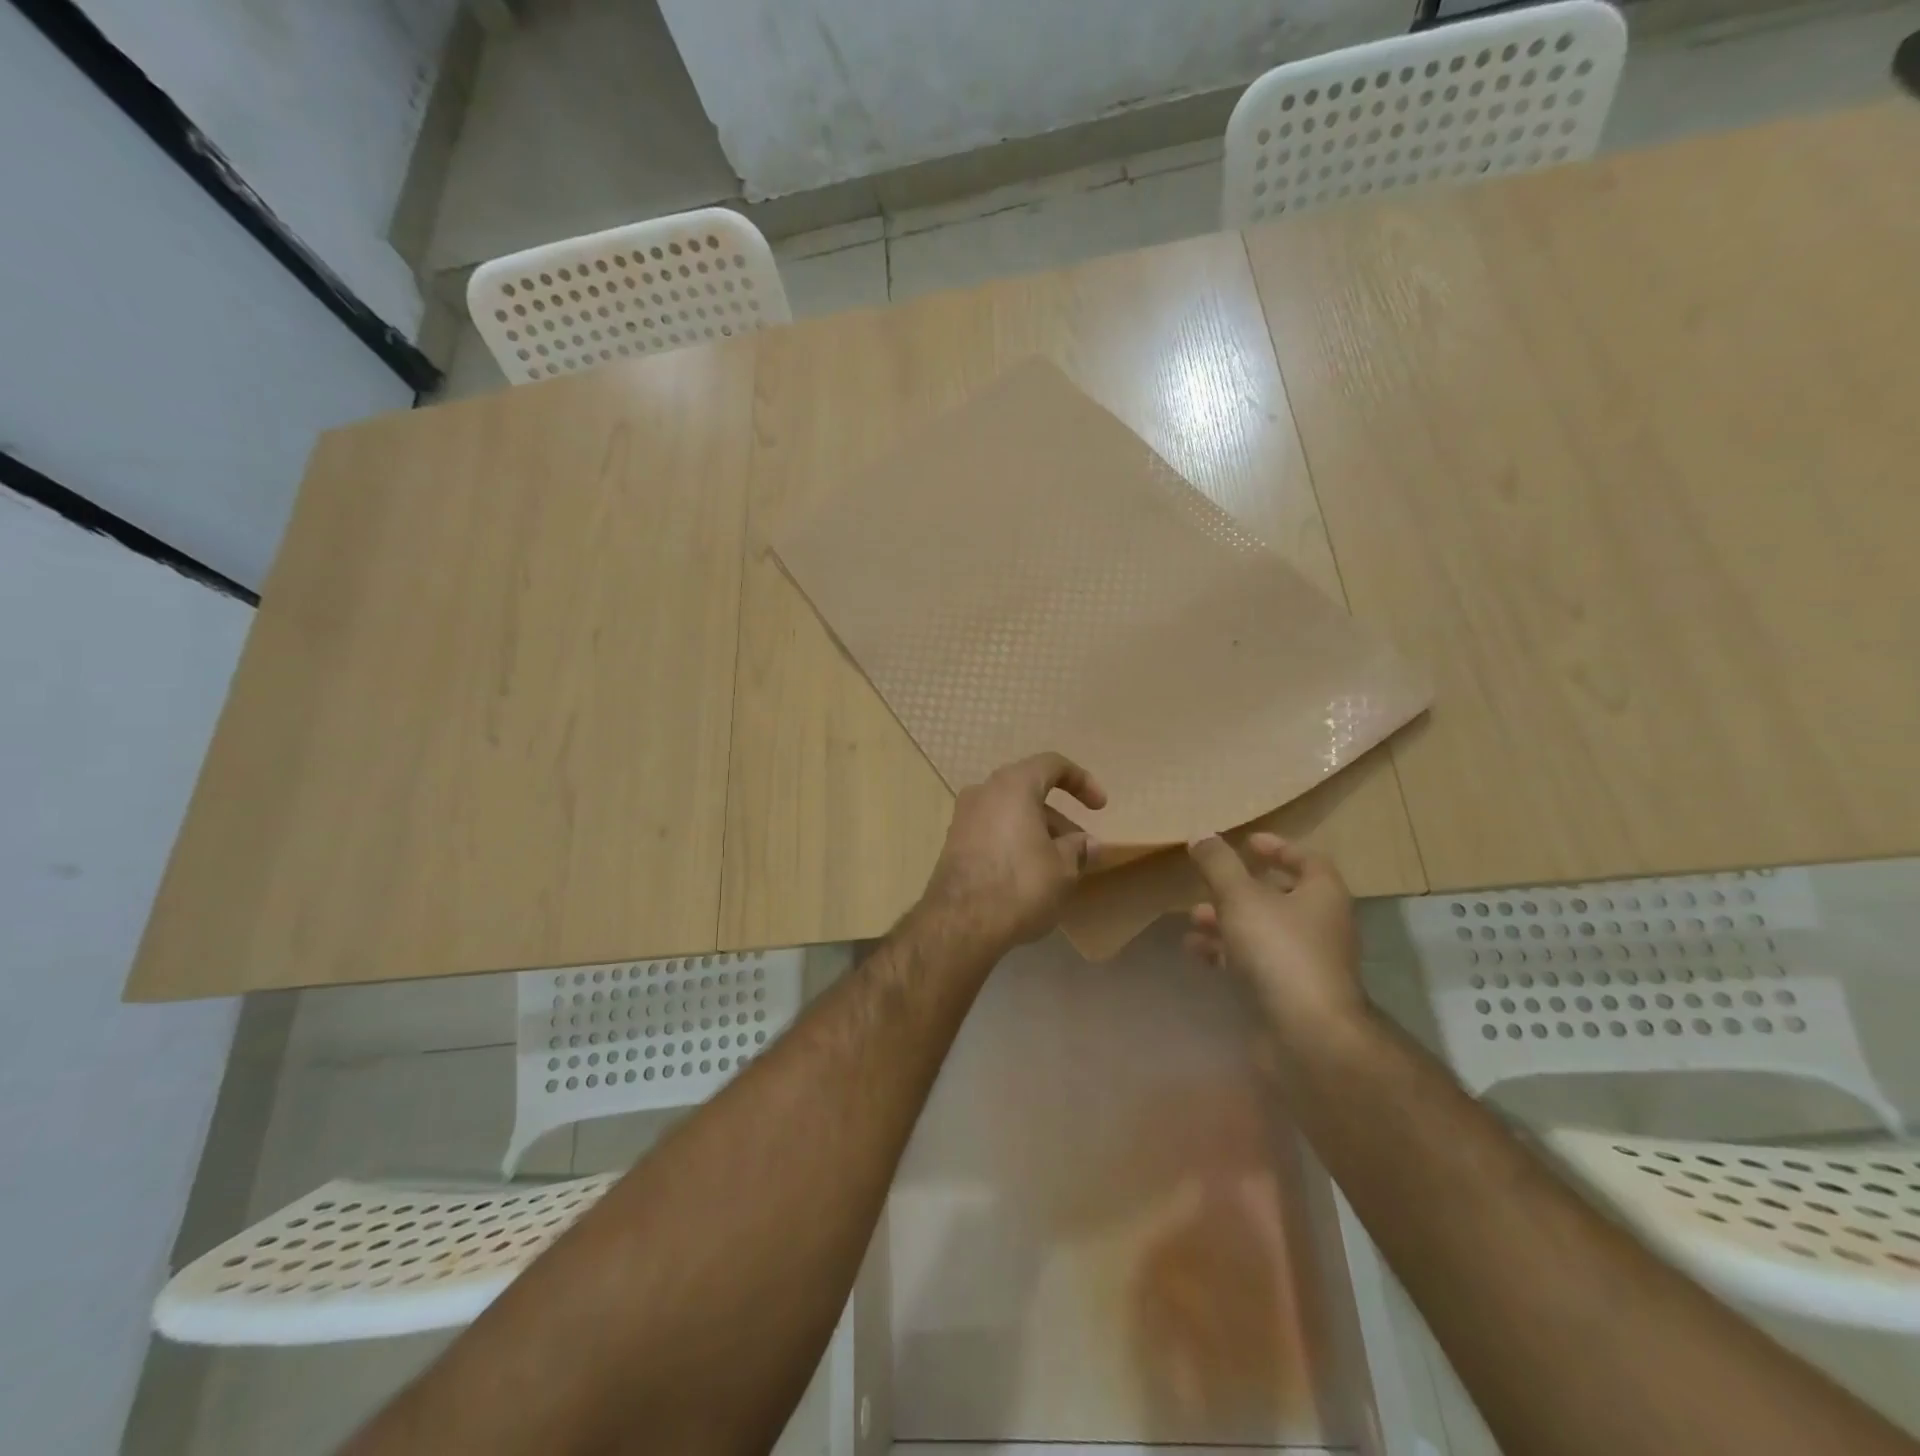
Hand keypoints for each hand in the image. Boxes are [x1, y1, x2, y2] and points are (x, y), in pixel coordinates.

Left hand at [917, 752, 1107, 956]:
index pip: (1052, 765)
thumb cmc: (1020, 884)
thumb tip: (1084, 844)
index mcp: (1013, 785)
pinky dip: (1014, 842)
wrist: (961, 922)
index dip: (1082, 781)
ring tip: (1058, 865)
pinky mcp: (953, 843)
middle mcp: (983, 791)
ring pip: (1010, 813)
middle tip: (1079, 847)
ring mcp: (963, 817)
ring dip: (1037, 831)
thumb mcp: (1063, 868)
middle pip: (1029, 791)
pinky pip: (992, 831)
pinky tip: (1029, 873)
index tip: (1100, 807)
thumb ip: (1077, 848)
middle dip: (1059, 817)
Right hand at [1185, 833, 1365, 1039]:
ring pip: (1262, 931)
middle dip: (1240, 888)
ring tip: (1193, 919)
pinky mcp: (1287, 993)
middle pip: (1280, 896)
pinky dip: (1226, 953)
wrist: (1307, 1036)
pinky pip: (1254, 963)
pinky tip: (1197, 952)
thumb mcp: (1241, 897)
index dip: (1277, 847)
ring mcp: (1305, 962)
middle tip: (1208, 882)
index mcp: (1322, 894)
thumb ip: (1219, 864)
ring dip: (1227, 921)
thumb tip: (1201, 835)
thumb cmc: (1280, 951)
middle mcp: (1320, 925)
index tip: (1246, 842)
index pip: (1307, 859)